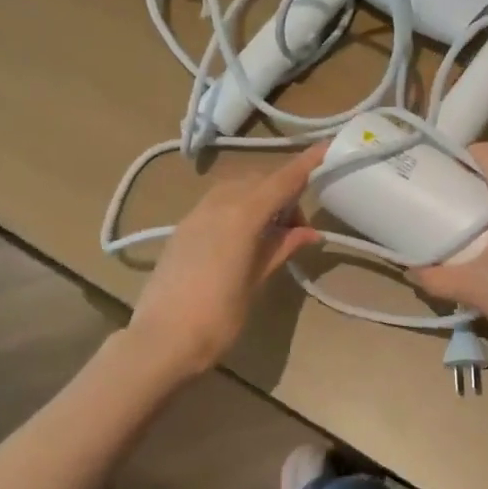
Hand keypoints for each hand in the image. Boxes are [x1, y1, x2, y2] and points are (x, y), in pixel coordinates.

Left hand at [125, 146, 325, 378]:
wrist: (160, 341)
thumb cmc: (217, 318)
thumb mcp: (256, 281)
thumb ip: (281, 248)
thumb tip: (309, 232)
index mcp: (242, 215)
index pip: (282, 180)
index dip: (306, 163)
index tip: (327, 147)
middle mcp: (218, 205)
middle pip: (260, 181)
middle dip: (284, 193)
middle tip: (296, 229)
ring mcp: (196, 214)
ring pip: (237, 188)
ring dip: (260, 198)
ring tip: (271, 233)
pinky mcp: (183, 228)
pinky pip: (219, 202)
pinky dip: (239, 206)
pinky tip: (244, 237)